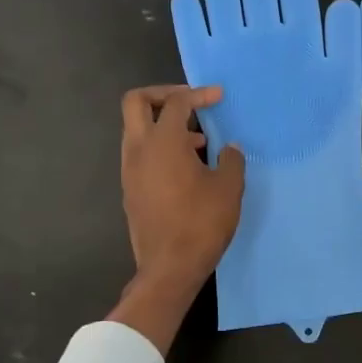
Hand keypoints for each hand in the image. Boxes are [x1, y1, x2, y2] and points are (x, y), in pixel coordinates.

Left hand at [113, 85, 244, 351]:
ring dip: (164, 125)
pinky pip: (141, 154)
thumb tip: (229, 148)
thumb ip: (231, 160)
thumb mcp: (229, 189)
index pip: (177, 103)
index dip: (199, 95)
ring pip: (137, 129)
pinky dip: (161, 147)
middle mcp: (138, 150)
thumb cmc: (201, 224)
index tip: (219, 97)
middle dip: (164, 95)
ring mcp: (130, 170)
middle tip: (192, 103)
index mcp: (163, 142)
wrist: (169, 267)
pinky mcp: (131, 189)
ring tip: (199, 142)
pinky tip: (188, 168)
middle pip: (137, 102)